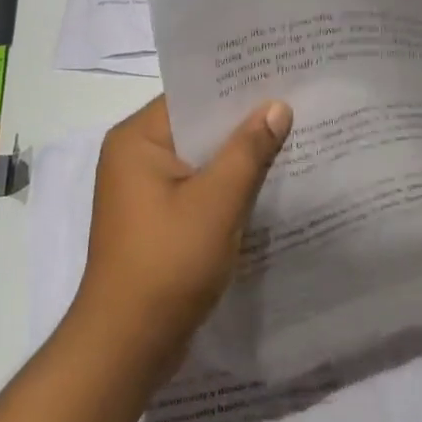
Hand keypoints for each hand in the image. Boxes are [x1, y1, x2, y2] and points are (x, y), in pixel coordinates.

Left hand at [70, 95, 292, 379]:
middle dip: (243, 121)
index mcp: (137, 139)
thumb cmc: (167, 263)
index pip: (191, 96)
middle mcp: (135, 157)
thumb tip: (277, 106)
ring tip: (290, 136)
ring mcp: (144, 191)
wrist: (127, 347)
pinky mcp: (157, 220)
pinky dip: (227, 184)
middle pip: (197, 126)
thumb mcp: (216, 201)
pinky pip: (198, 187)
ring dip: (238, 155)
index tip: (279, 74)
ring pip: (201, 158)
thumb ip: (249, 150)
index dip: (235, 86)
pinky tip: (267, 182)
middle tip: (295, 103)